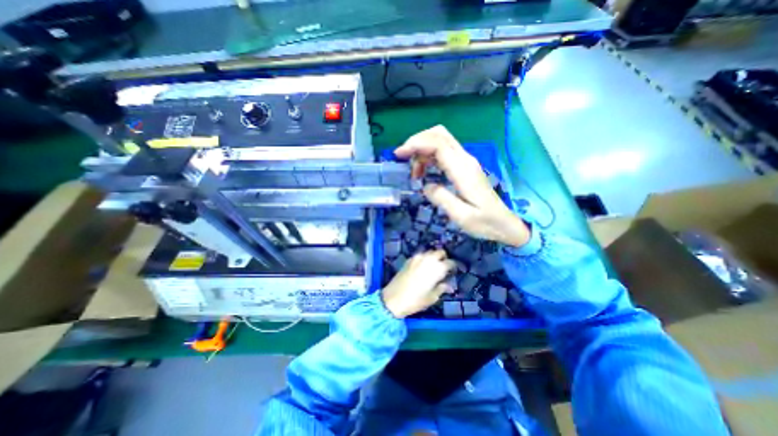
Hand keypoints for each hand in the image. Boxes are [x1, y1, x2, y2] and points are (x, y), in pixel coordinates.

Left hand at [382, 250, 457, 318]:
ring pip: (430, 252)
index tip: (453, 271)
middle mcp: (428, 259)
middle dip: (443, 258)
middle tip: (444, 267)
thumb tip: (448, 286)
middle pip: (440, 252)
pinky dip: (424, 258)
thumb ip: (441, 288)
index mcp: (437, 268)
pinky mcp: (408, 260)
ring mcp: (417, 258)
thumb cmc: (415, 300)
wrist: (393, 298)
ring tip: (433, 267)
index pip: (450, 262)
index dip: (453, 266)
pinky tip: (422, 267)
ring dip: (433, 257)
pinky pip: (420, 255)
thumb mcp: (432, 297)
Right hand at [396, 125, 528, 246]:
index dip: (416, 144)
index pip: (438, 144)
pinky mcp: (464, 167)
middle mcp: (465, 160)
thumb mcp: (461, 216)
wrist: (505, 224)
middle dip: (417, 141)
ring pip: (440, 142)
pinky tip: (423, 173)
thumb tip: (425, 185)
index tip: (399, 155)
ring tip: (414, 174)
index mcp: (463, 170)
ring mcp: (465, 162)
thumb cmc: (484, 223)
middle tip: (403, 158)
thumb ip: (442, 198)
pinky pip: (443, 153)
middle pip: (439, 135)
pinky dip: (429, 157)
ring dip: (422, 151)